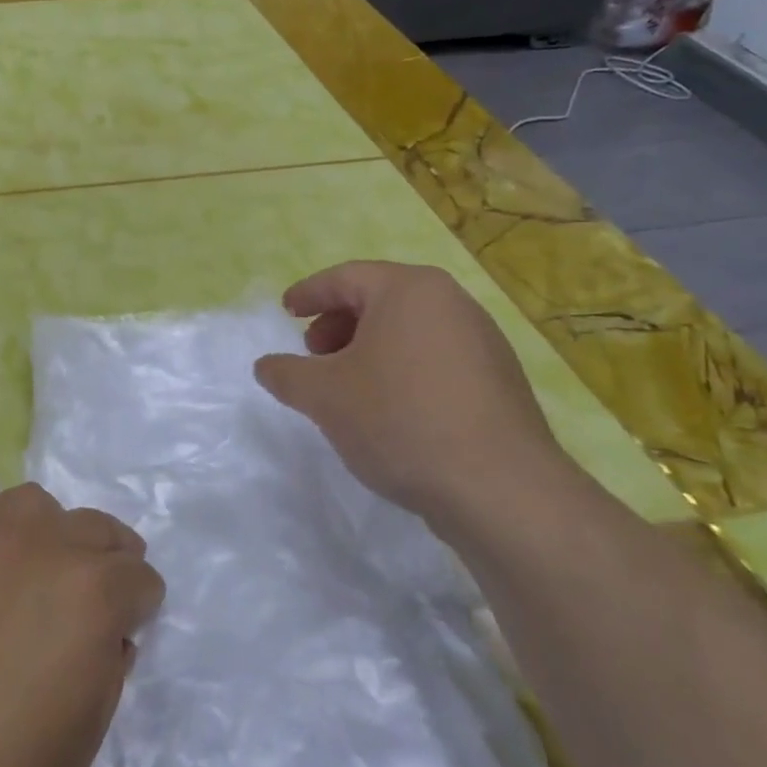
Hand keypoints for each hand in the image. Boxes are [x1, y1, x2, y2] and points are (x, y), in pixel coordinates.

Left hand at [0, 485, 163, 766]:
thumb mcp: (83, 740)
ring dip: (50, 535)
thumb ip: (106, 667)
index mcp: (90, 592)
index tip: (125, 633)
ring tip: (36, 578)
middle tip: (91, 601)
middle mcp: (40, 546)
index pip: (140, 576)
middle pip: (95, 527)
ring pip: (34, 507)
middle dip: (107, 560)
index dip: (140, 608)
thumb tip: (106, 636)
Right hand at [254, 261, 570, 528]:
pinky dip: (401, 369)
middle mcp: (452, 303)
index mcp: (410, 290)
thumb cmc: (399, 420)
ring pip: (409, 330)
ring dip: (368, 349)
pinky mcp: (499, 381)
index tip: (286, 312)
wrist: (499, 489)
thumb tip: (266, 366)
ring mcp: (483, 342)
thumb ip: (286, 373)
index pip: (346, 277)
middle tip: (313, 355)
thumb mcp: (323, 395)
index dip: (309, 293)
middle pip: (380, 299)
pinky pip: (435, 358)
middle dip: (338, 323)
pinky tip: (388, 409)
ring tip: (346, 386)